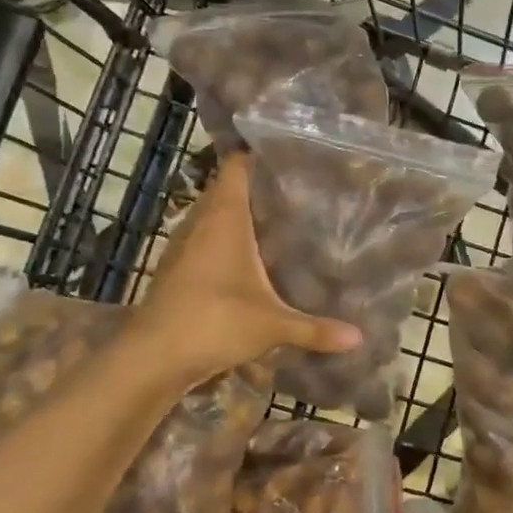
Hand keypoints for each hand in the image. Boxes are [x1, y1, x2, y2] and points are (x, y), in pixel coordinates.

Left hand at [135, 152, 361, 384]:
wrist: (152, 357)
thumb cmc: (214, 322)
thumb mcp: (272, 325)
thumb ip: (315, 329)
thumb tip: (360, 338)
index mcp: (225, 217)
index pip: (237, 166)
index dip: (258, 155)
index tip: (290, 155)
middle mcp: (201, 222)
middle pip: (227, 189)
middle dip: (257, 188)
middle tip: (297, 190)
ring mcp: (184, 246)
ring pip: (213, 217)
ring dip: (238, 217)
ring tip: (278, 220)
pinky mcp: (176, 270)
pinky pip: (204, 242)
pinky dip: (224, 243)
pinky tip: (248, 260)